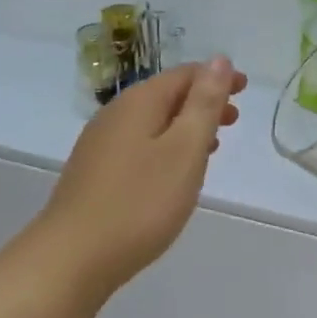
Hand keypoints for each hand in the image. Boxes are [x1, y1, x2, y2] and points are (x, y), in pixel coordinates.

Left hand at [38, 56, 246, 297]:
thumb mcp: (184, 150)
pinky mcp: (94, 173)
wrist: (72, 258)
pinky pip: (139, 144)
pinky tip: (173, 172)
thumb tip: (219, 60)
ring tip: (212, 145)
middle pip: (166, 96)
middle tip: (234, 119)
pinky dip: (165, 146)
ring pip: (152, 122)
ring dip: (185, 126)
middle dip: (202, 102)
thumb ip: (203, 104)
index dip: (216, 77)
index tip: (244, 88)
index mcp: (139, 103)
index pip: (184, 75)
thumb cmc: (140, 202)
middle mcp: (115, 115)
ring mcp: (100, 144)